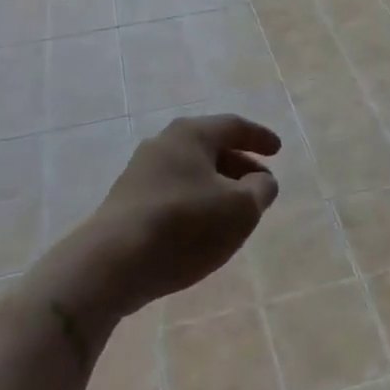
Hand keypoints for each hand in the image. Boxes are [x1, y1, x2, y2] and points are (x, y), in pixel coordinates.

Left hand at [55, 114, 281, 325]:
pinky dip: (194, 201)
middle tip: (259, 184)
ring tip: (233, 210)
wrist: (111, 263)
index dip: (259, 137)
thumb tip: (262, 180)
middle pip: (210, 147)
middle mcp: (164, 143)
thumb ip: (259, 190)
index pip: (233, 126)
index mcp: (191, 134)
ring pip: (190, 170)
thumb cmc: (184, 226)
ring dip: (216, 186)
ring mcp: (140, 171)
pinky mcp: (126, 201)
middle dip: (238, 164)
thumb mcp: (239, 209)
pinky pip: (172, 191)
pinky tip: (201, 228)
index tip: (278, 150)